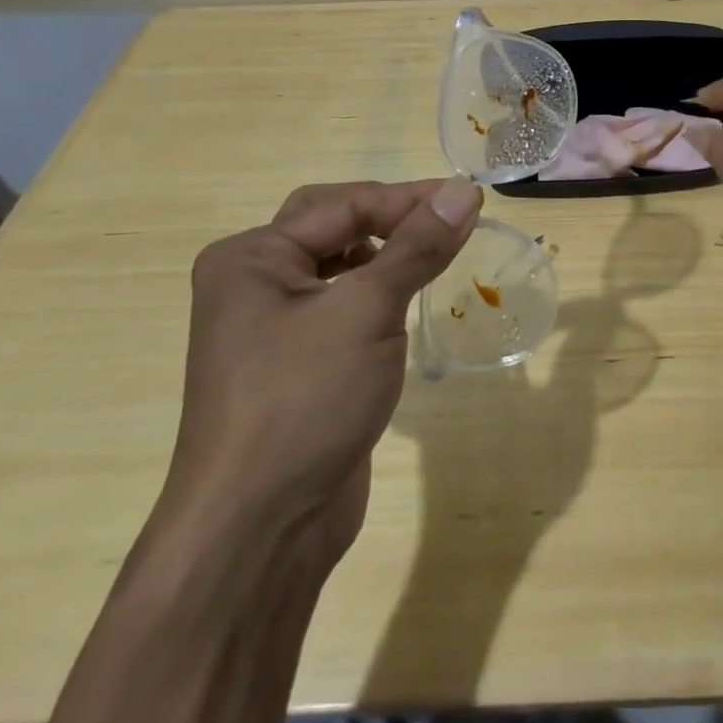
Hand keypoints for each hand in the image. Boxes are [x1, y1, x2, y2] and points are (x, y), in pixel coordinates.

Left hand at [161, 177, 482, 564]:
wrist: (258, 532)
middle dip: (392, 218)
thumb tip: (463, 190)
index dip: (408, 198)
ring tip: (435, 256)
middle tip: (448, 222)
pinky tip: (407, 304)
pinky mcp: (295, 364)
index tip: (470, 201)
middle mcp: (253, 283)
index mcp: (252, 258)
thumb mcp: (367, 311)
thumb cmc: (305, 401)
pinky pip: (342, 306)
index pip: (343, 205)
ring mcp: (270, 327)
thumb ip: (417, 246)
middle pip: (334, 225)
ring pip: (339, 266)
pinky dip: (377, 293)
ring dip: (387, 254)